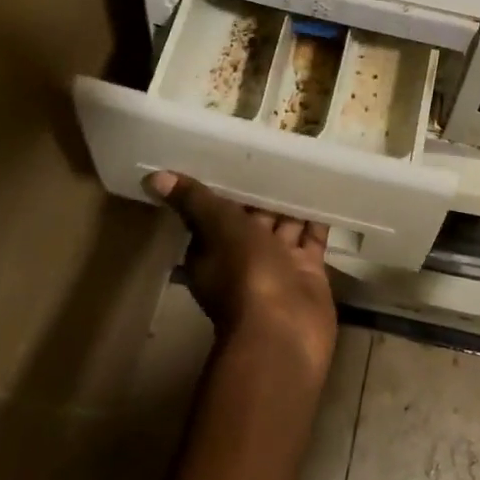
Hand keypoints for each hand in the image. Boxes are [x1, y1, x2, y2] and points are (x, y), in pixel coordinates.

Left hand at [146, 171, 337, 380]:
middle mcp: (244, 257)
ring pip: (284, 224)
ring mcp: (278, 265)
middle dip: (263, 190)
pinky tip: (326, 187)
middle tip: (278, 148)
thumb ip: (194, 200)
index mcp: (214, 249)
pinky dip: (317, 217)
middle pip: (254, 217)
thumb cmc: (245, 275)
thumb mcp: (218, 229)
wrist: (284, 331)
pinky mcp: (308, 271)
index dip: (227, 185)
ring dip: (292, 199)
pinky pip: (312, 237)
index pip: (217, 211)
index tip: (238, 154)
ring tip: (303, 159)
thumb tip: (153, 177)